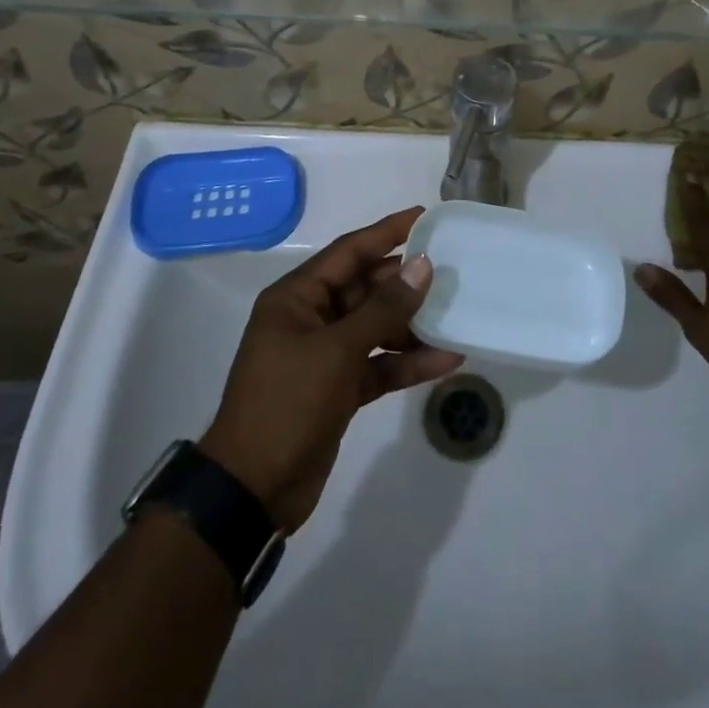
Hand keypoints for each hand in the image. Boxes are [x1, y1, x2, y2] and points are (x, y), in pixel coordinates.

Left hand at [199, 207, 463, 531]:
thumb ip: (383, 308)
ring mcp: (325, 355)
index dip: (387, 232)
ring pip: (376, 327)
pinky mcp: (339, 388)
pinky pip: (379, 364)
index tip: (425, 216)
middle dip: (406, 283)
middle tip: (451, 271)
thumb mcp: (337, 351)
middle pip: (366, 288)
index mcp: (297, 297)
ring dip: (412, 325)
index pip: (349, 251)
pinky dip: (407, 362)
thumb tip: (422, 265)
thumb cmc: (287, 404)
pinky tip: (446, 360)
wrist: (252, 491)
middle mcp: (311, 318)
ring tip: (456, 315)